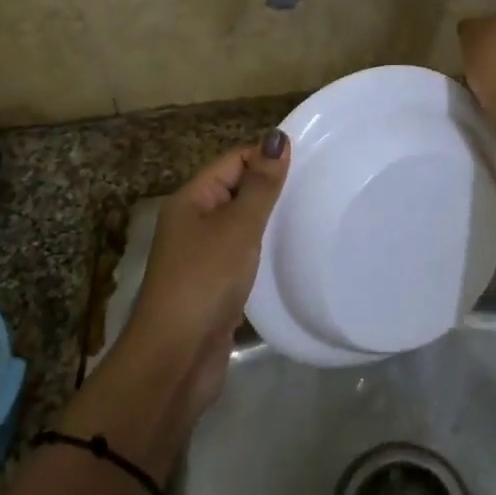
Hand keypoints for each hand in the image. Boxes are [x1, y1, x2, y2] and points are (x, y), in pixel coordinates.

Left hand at [121, 132, 290, 414]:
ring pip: (240, 225)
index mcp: (191, 199)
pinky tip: (290, 254)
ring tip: (312, 216)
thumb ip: (261, 185)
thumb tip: (277, 137)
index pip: (233, 160)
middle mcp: (193, 222)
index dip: (266, 156)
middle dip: (271, 188)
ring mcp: (202, 256)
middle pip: (236, 190)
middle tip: (319, 187)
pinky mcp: (214, 285)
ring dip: (269, 221)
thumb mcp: (237, 227)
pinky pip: (242, 255)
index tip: (311, 160)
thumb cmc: (205, 280)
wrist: (176, 357)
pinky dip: (263, 251)